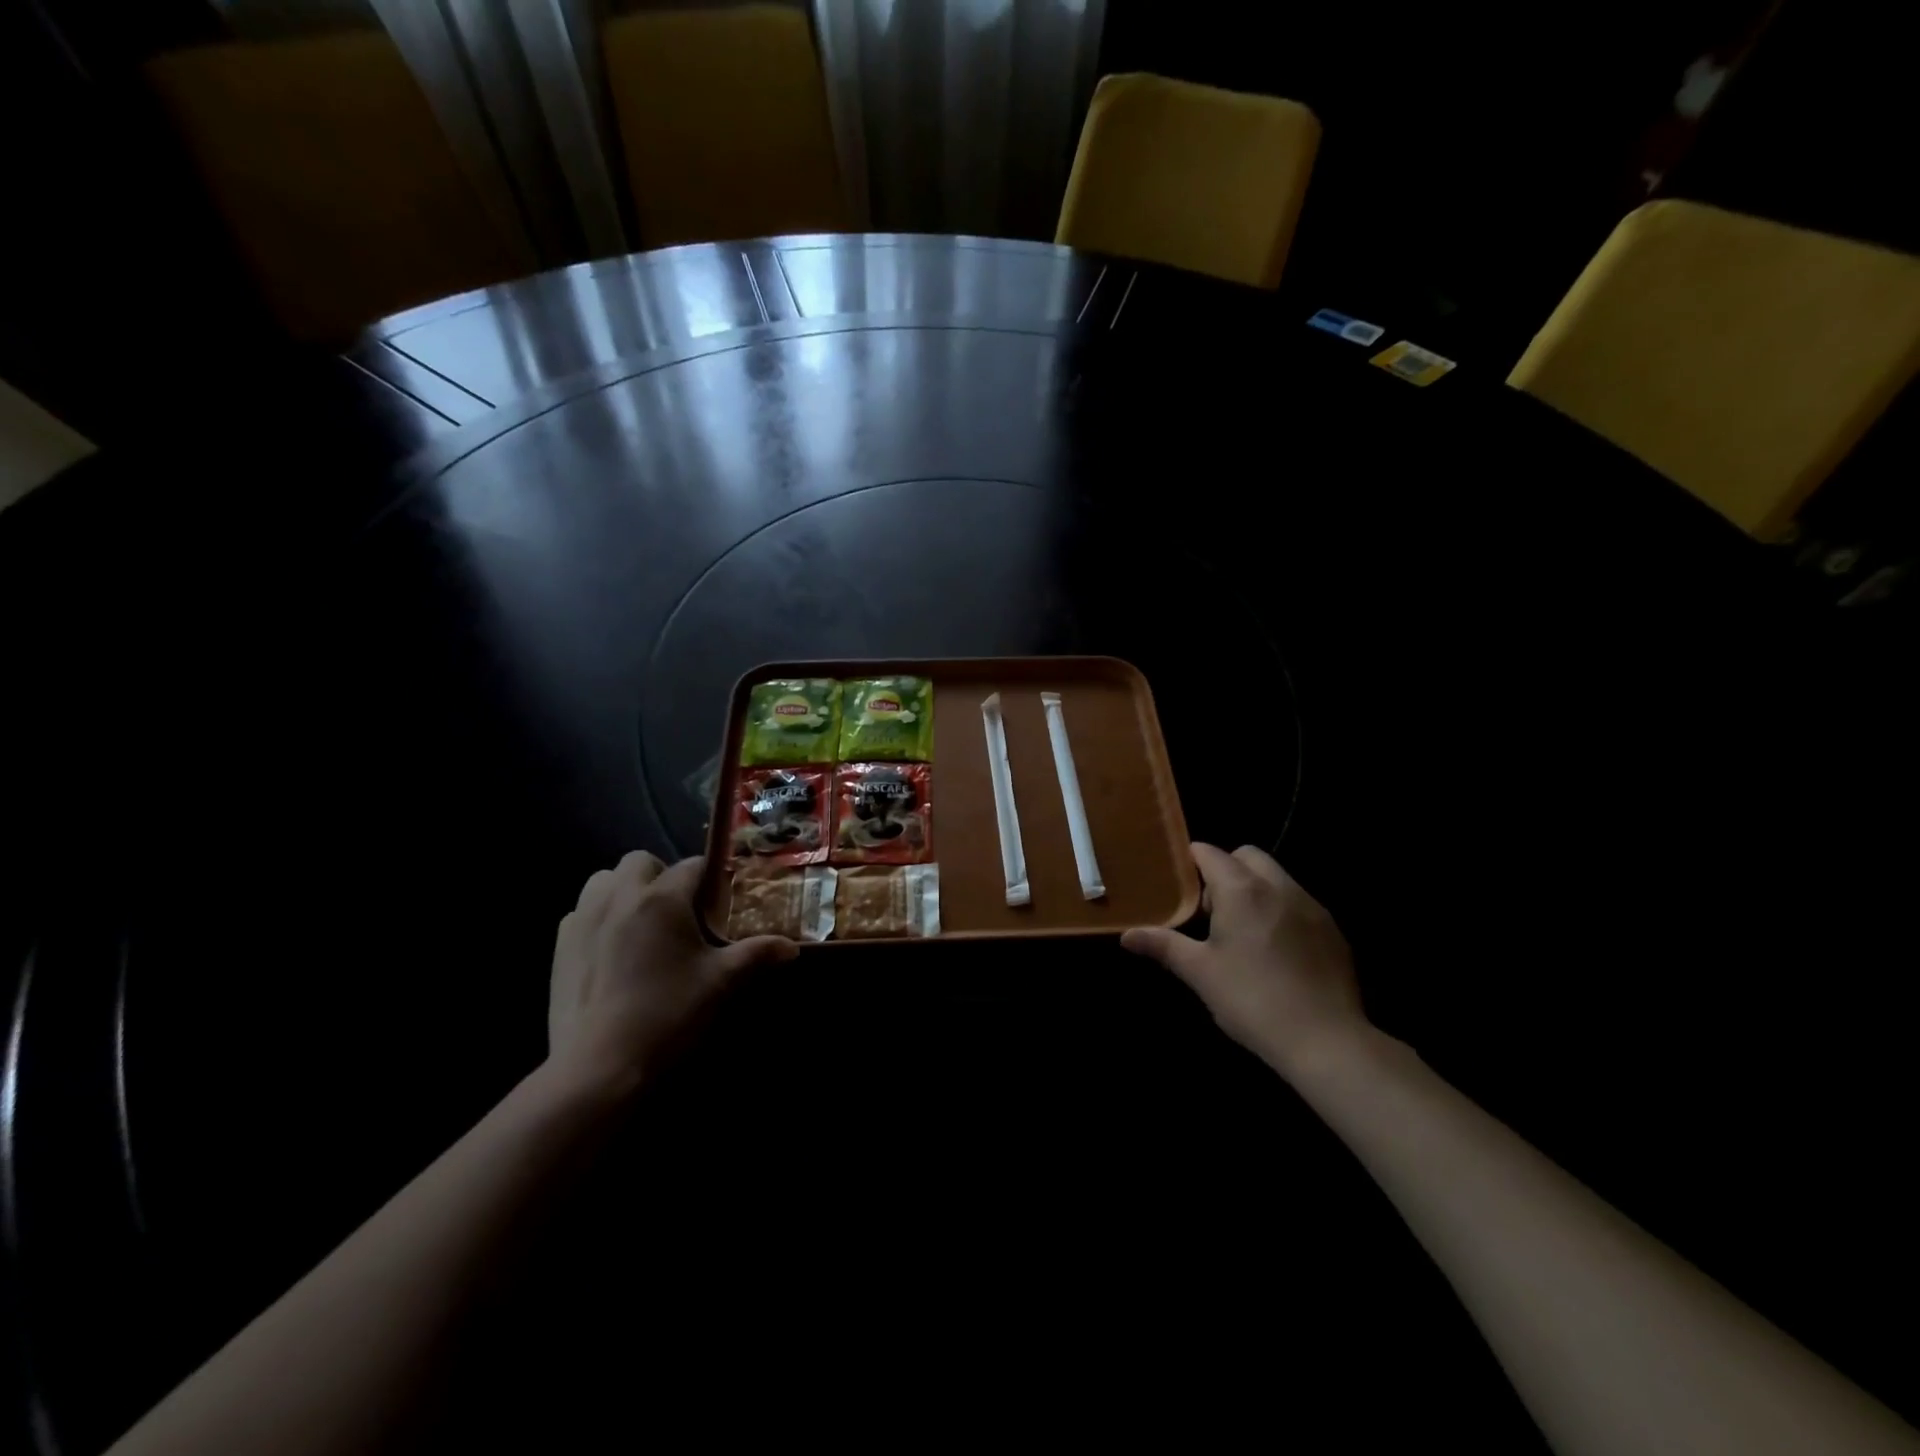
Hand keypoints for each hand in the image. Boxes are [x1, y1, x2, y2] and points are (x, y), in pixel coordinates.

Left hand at [546, 852, 795, 1093]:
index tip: (723, 897)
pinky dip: (599, 917)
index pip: (693, 865)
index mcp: (662, 898)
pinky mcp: (560, 945)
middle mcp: (620, 896)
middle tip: (680, 911)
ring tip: (642, 922)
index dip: (712, 877)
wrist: (599, 1066)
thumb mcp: (720, 983)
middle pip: (641, 861)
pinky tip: (612, 950)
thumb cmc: (667, 1015)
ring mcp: (583, 919)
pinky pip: (581, 912)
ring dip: (625, 889)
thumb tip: (791, 948)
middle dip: (662, 875)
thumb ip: (756, 955)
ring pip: (604, 880)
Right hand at [1122, 844, 1368, 1079]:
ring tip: (1242, 932)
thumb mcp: (1200, 973)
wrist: (1326, 1041)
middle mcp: (1279, 886)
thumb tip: (1127, 935)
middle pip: (1246, 856)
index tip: (1177, 887)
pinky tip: (1275, 951)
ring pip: (1276, 877)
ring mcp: (1311, 906)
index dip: (1190, 863)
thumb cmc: (1252, 1000)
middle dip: (1225, 870)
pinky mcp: (1333, 929)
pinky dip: (1280, 910)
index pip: (1209, 852)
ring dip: (1254, 888)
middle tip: (1210, 911)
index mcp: (1241, 889)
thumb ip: (1163, 945)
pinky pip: (1298, 902)